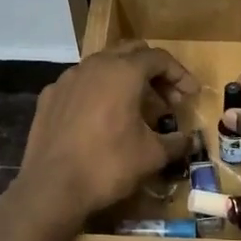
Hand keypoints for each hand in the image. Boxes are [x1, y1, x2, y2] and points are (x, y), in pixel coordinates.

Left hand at [13, 43, 195, 225]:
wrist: (51, 187)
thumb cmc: (108, 165)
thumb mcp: (151, 156)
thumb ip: (175, 142)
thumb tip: (187, 140)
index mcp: (123, 72)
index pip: (159, 58)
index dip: (180, 74)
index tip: (191, 95)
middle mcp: (94, 65)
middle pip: (131, 53)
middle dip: (153, 72)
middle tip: (167, 99)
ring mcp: (67, 78)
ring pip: (103, 65)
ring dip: (125, 79)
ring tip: (136, 108)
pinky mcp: (49, 96)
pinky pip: (81, 84)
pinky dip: (98, 92)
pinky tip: (102, 117)